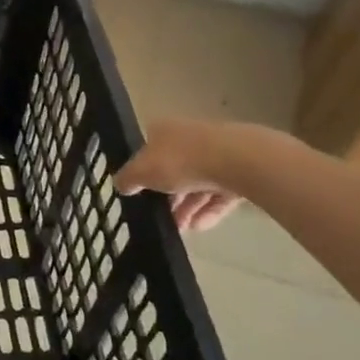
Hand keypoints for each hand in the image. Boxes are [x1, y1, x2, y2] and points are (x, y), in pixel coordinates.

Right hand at [115, 118, 243, 232]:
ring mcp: (217, 152)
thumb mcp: (142, 172)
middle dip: (168, 196)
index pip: (148, 150)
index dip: (143, 173)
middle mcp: (189, 136)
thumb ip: (128, 179)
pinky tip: (200, 226)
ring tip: (182, 229)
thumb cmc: (180, 161)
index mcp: (164, 130)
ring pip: (198, 182)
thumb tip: (120, 184)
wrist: (235, 160)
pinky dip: (209, 209)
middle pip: (174, 168)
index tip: (142, 195)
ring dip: (188, 207)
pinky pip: (220, 192)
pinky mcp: (239, 169)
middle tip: (162, 218)